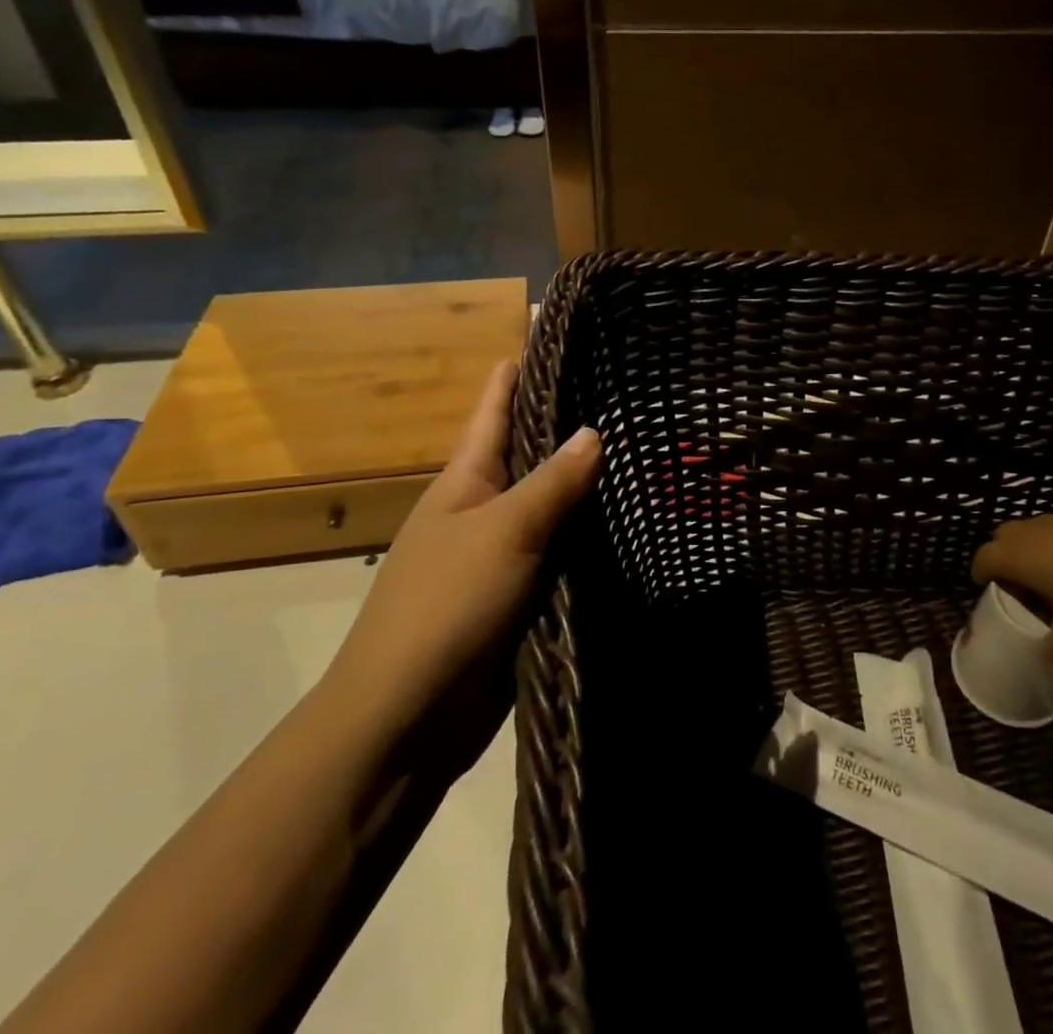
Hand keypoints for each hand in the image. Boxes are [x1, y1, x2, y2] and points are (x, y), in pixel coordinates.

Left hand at [323, 360, 600, 734]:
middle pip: (532, 450)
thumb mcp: (504, 532)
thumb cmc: (445, 605)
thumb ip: (553, 483)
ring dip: (590, 482)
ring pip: (554, 503)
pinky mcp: (523, 592)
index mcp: (467, 478)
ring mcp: (504, 551)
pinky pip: (564, 550)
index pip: (497, 404)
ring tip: (645, 447)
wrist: (407, 718)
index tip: (566, 333)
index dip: (525, 366)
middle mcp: (485, 506)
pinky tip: (633, 519)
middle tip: (630, 389)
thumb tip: (595, 431)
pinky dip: (592, 534)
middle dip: (573, 422)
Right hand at [971, 511, 1052, 667]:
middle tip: (1018, 582)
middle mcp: (1027, 532)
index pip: (982, 560)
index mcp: (1014, 557)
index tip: (988, 588)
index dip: (981, 574)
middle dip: (1004, 557)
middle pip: (1001, 538)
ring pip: (1030, 530)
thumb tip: (1051, 678)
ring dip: (1031, 547)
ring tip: (1050, 573)